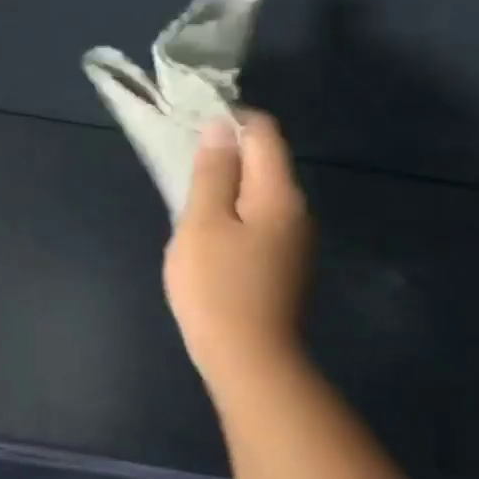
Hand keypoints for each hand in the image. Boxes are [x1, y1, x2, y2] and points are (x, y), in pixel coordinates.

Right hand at [164, 111, 312, 387]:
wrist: (248, 358)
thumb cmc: (217, 284)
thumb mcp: (202, 222)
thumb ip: (212, 173)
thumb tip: (221, 128)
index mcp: (279, 195)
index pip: (264, 134)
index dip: (230, 119)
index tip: (191, 124)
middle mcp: (297, 211)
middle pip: (265, 162)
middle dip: (226, 152)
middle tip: (180, 160)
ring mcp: (294, 241)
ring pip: (260, 193)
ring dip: (227, 184)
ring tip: (187, 193)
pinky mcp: (283, 264)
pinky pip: (258, 219)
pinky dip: (233, 211)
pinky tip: (207, 229)